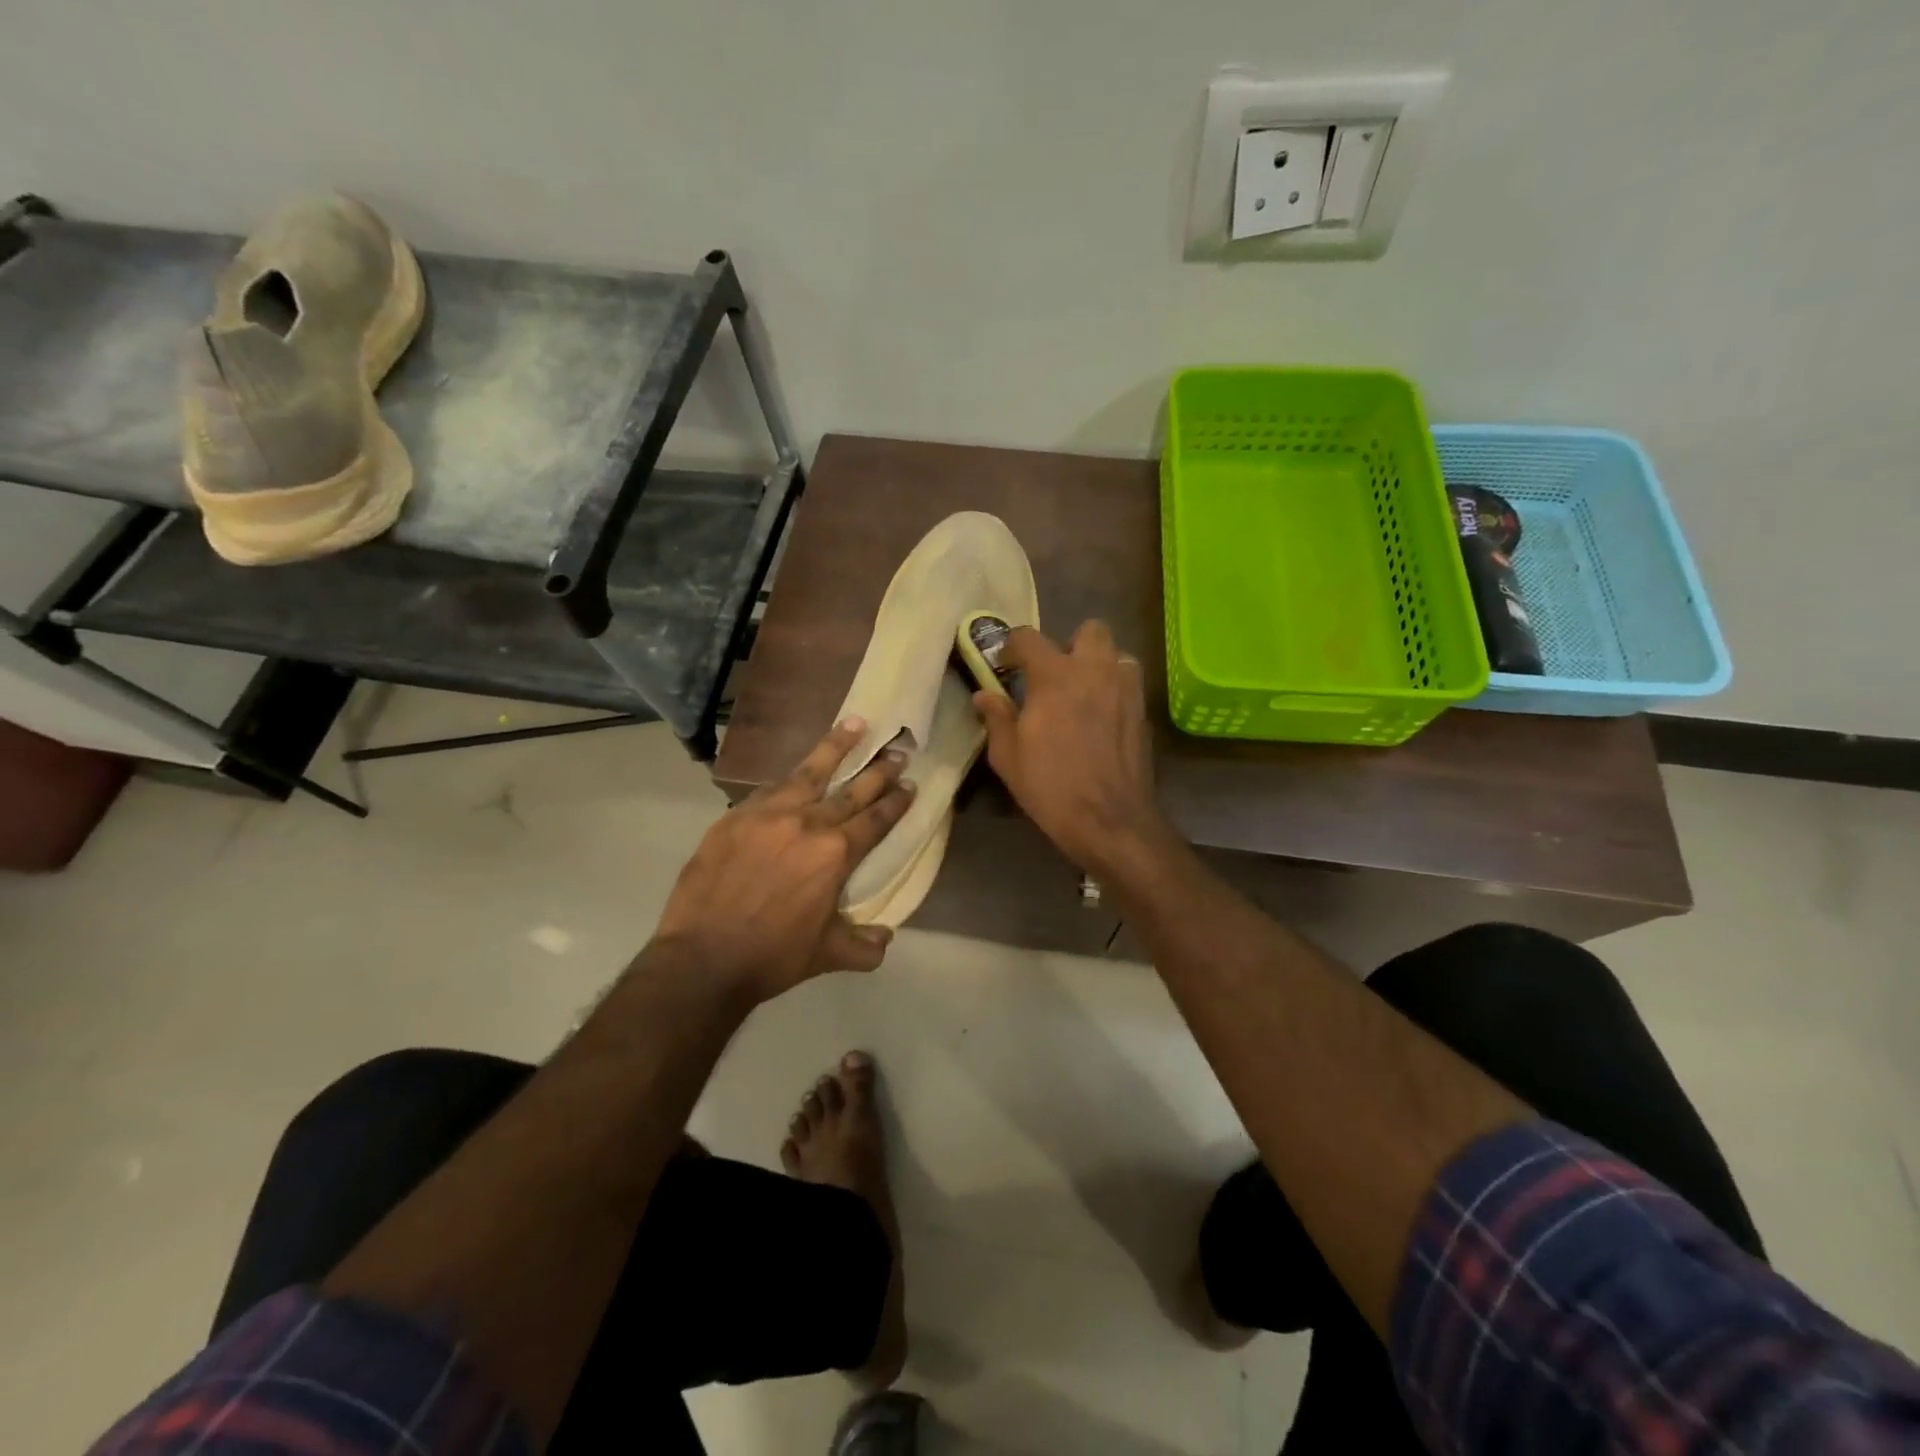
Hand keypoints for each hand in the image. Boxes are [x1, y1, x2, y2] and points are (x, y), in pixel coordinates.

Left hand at [655, 718, 914, 1004]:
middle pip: (851, 790)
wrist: (704, 957)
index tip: (910, 785)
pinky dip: (789, 778)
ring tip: (855, 724)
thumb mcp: (828, 955)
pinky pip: (769, 789)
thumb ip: (863, 946)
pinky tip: (797, 771)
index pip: (875, 820)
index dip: (896, 802)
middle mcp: (807, 823)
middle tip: (896, 752)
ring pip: (809, 772)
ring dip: (835, 747)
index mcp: (835, 853)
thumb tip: (885, 938)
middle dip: (878, 771)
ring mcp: (768, 814)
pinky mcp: (735, 817)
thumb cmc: (773, 956)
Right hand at [974, 621, 1169, 875]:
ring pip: (1116, 653)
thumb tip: (984, 694)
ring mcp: (1125, 688)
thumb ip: (996, 717)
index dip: (1012, 646)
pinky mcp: (1142, 710)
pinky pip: (1128, 682)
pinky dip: (1113, 688)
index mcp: (1056, 675)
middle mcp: (1095, 670)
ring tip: (1082, 692)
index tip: (1004, 665)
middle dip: (1069, 644)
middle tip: (1053, 675)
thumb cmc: (1051, 786)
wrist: (1110, 819)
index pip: (1029, 637)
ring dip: (1098, 663)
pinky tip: (1100, 717)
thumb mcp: (1008, 756)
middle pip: (1089, 630)